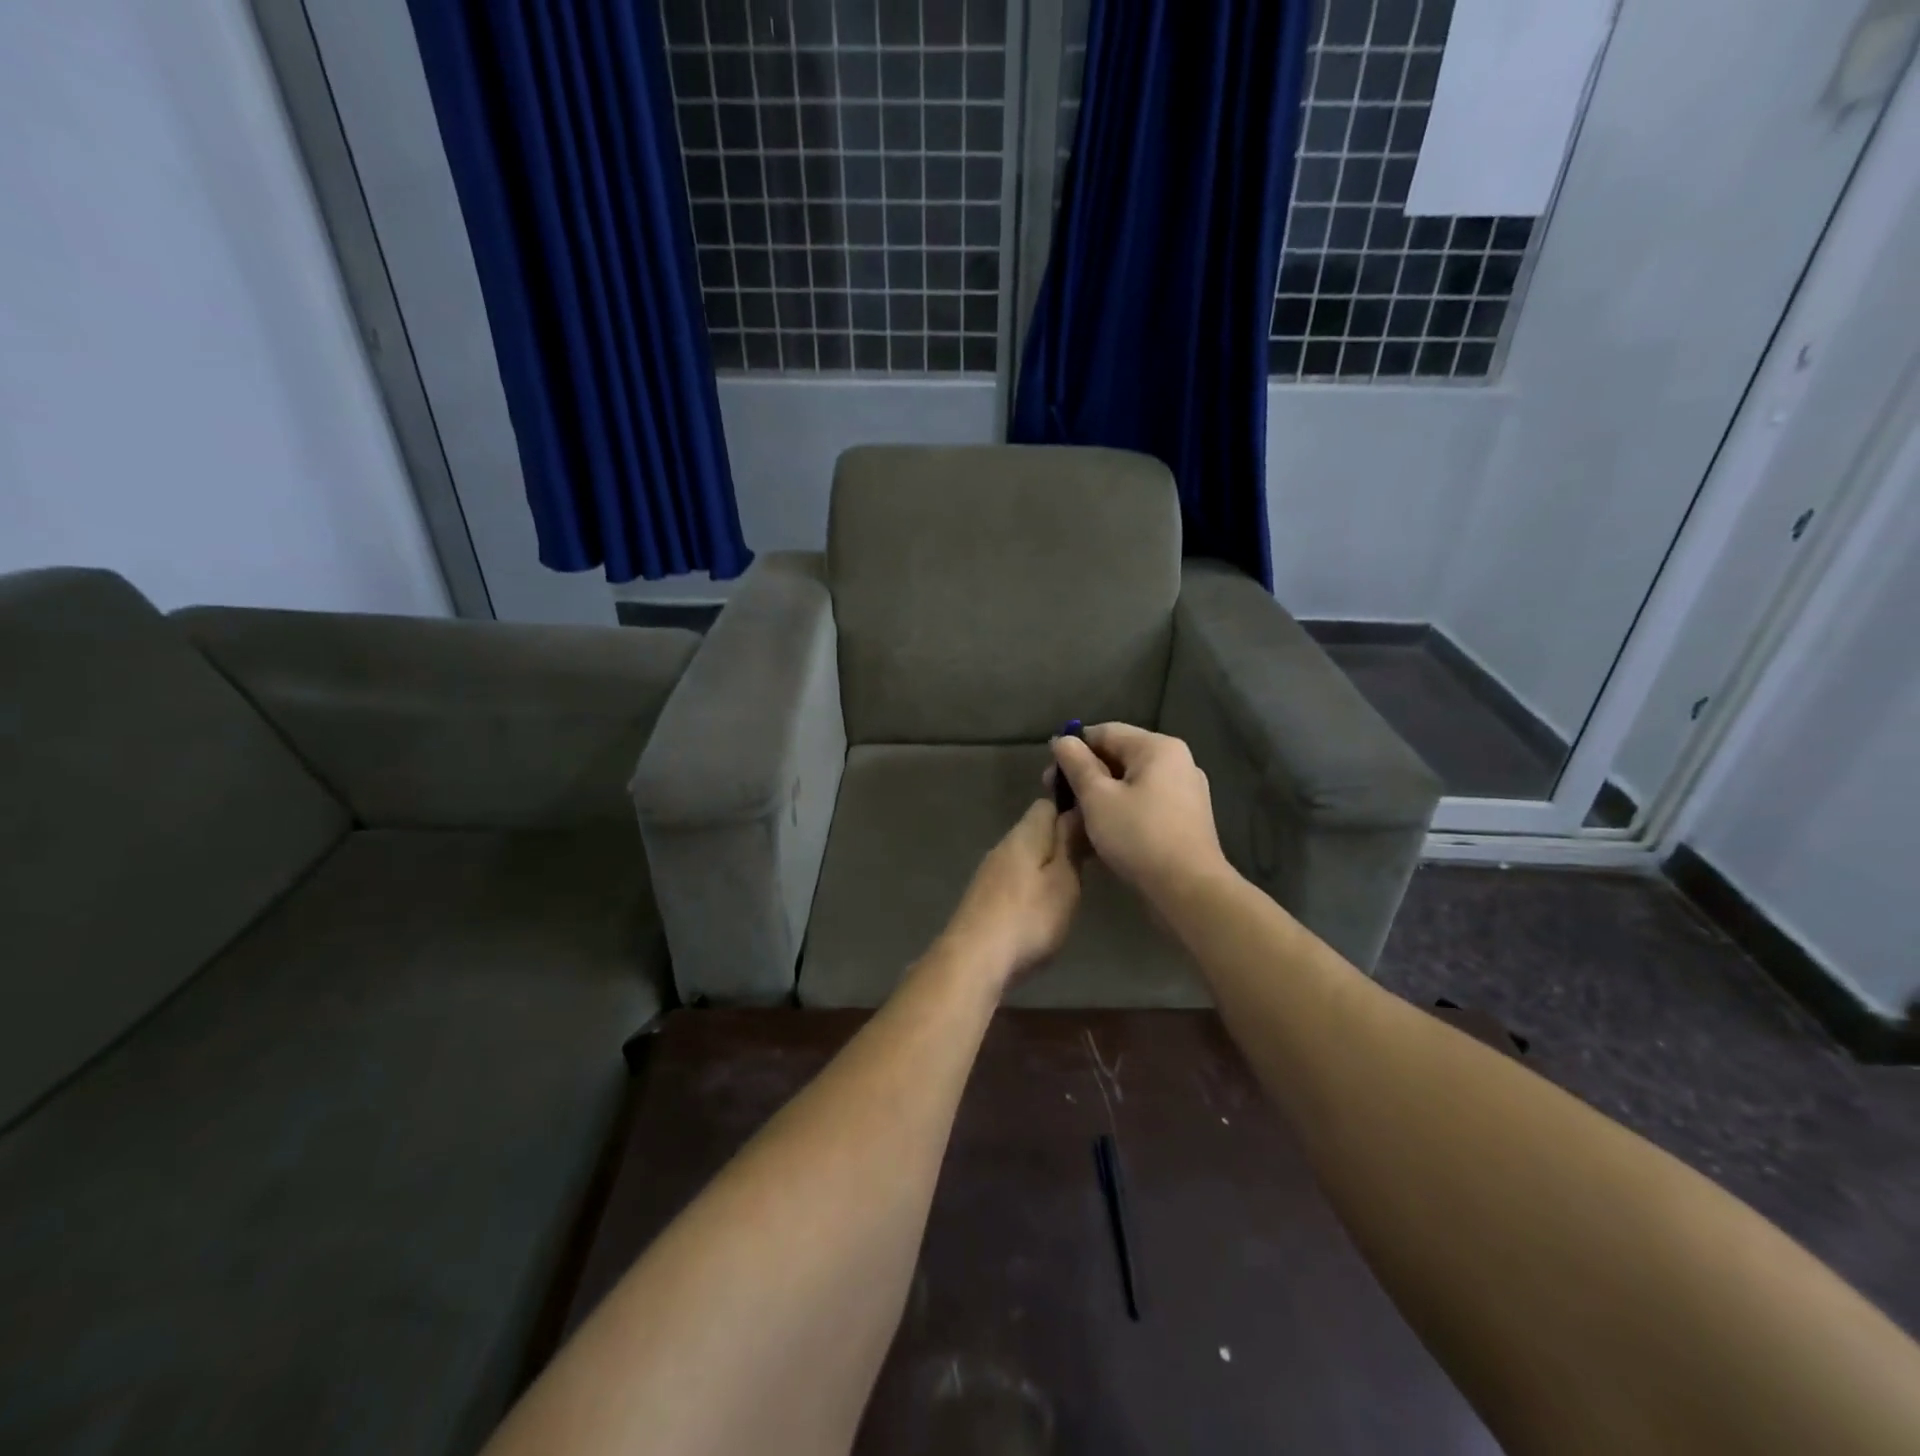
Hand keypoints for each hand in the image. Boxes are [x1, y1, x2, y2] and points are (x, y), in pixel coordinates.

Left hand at [937, 799, 1083, 992]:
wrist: (974, 960)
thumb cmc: (1029, 917)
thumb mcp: (1063, 880)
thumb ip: (1070, 844)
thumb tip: (1076, 810)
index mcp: (1024, 835)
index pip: (1046, 805)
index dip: (1070, 812)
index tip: (1092, 830)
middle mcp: (1002, 847)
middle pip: (1034, 832)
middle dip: (1058, 843)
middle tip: (1087, 866)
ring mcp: (988, 874)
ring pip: (1023, 859)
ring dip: (1044, 869)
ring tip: (1068, 890)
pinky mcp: (981, 900)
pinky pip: (1012, 882)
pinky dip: (1029, 890)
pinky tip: (1040, 912)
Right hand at [1049, 724, 1229, 905]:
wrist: (1188, 890)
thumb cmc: (1139, 836)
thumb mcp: (1097, 797)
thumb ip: (1077, 764)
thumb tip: (1062, 740)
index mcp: (1158, 748)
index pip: (1105, 732)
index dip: (1073, 748)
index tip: (1050, 774)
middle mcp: (1177, 762)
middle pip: (1119, 756)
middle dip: (1085, 774)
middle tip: (1057, 798)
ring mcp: (1184, 791)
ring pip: (1131, 783)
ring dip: (1100, 795)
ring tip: (1075, 817)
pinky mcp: (1185, 819)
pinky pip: (1145, 803)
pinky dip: (1121, 810)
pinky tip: (1102, 831)